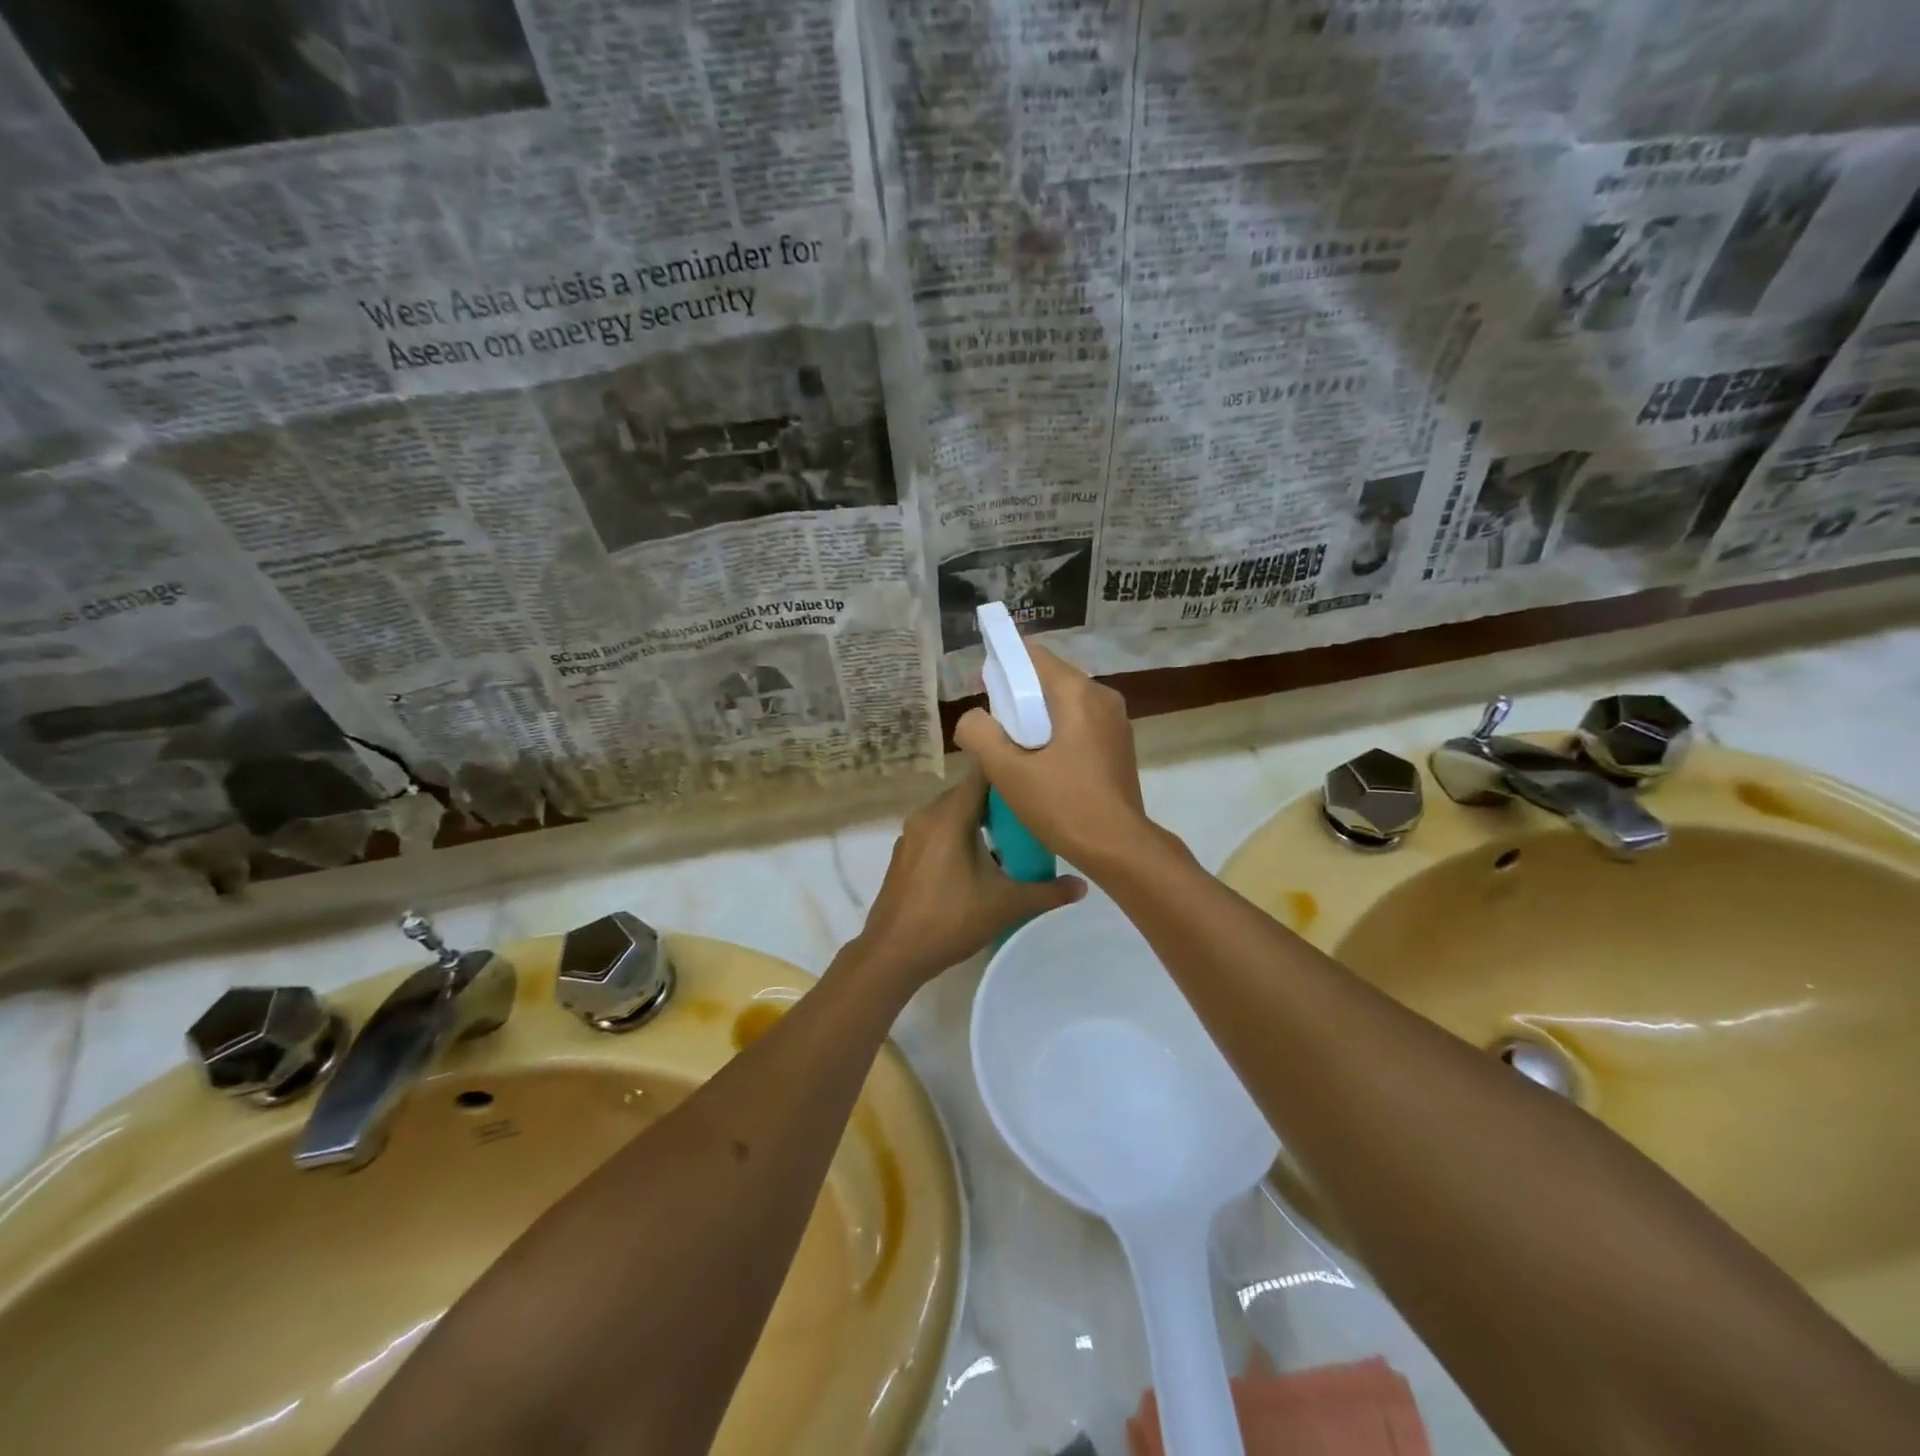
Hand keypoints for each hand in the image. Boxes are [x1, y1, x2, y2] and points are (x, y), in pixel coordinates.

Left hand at [852, 764, 1084, 988]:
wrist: (892, 953)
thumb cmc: (949, 920)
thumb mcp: (1006, 905)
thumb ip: (1047, 892)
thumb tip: (1083, 885)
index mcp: (949, 815)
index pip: (982, 773)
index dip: (1009, 770)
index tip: (1035, 775)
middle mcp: (926, 815)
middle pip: (968, 793)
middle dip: (999, 800)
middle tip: (1031, 812)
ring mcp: (911, 835)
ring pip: (951, 813)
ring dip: (978, 820)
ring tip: (1010, 838)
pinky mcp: (904, 854)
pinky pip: (937, 831)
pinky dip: (958, 835)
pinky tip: (978, 861)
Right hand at [952, 643, 1148, 870]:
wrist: (1119, 848)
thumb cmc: (1063, 806)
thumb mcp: (1007, 771)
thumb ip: (980, 734)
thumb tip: (973, 719)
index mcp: (1078, 693)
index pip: (1032, 655)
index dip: (1002, 667)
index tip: (983, 693)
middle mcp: (1102, 696)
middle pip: (1048, 678)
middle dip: (1016, 697)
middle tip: (993, 731)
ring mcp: (1115, 720)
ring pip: (1063, 703)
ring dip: (1036, 718)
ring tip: (1014, 751)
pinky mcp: (1119, 743)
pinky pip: (1079, 723)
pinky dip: (1056, 732)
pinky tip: (1042, 764)